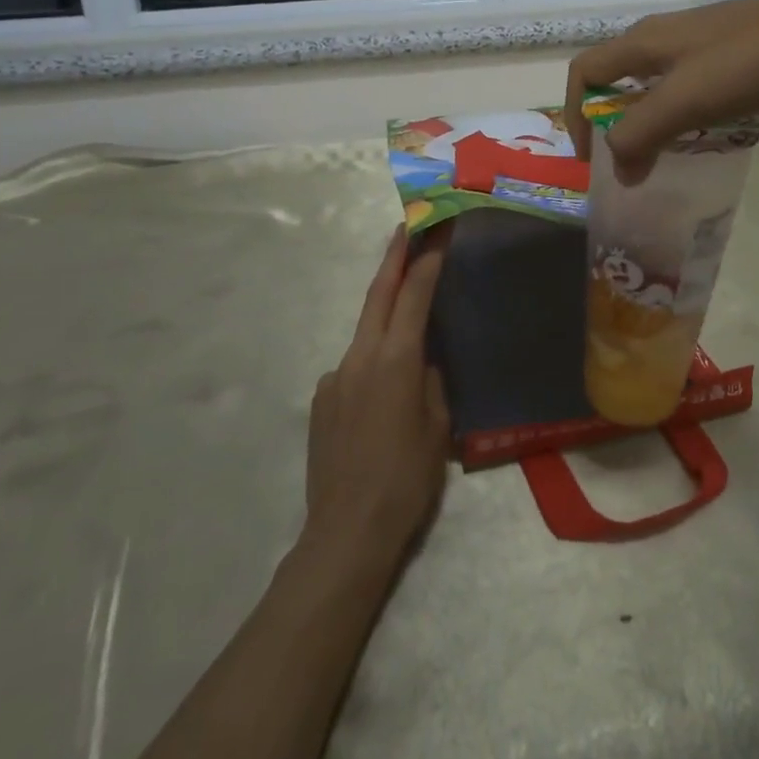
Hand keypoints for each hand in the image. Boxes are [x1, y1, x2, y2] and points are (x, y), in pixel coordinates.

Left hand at [304, 224, 452, 568]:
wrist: (347, 531)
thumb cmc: (407, 479)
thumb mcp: (437, 427)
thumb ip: (431, 382)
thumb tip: (423, 361)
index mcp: (395, 360)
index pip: (414, 296)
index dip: (427, 260)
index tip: (437, 231)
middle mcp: (359, 358)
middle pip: (378, 295)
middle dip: (394, 258)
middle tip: (408, 228)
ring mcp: (334, 377)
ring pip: (365, 332)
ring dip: (385, 315)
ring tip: (408, 319)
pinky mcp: (321, 399)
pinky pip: (352, 367)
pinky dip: (372, 362)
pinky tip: (383, 396)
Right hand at [564, 0, 758, 182]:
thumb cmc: (745, 63)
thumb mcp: (684, 101)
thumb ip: (641, 135)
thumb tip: (618, 173)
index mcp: (641, 42)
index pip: (584, 72)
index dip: (575, 113)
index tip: (590, 158)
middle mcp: (660, 35)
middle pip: (615, 76)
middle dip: (609, 118)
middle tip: (623, 158)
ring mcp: (697, 38)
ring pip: (652, 80)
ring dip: (644, 116)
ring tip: (659, 151)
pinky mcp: (727, 46)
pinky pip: (684, 80)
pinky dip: (675, 108)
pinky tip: (700, 127)